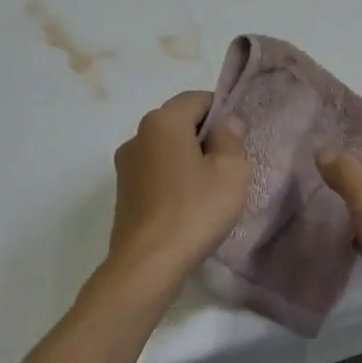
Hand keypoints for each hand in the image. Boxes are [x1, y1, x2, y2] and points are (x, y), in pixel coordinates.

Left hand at [107, 91, 249, 279]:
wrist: (148, 263)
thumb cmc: (195, 210)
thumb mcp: (231, 171)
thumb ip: (231, 138)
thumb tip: (226, 123)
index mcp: (163, 121)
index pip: (197, 98)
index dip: (222, 111)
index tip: (238, 138)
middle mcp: (138, 135)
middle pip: (179, 122)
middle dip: (205, 136)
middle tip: (230, 164)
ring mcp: (126, 165)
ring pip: (166, 148)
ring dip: (188, 158)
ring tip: (210, 188)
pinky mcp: (123, 191)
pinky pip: (155, 171)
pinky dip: (173, 178)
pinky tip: (188, 204)